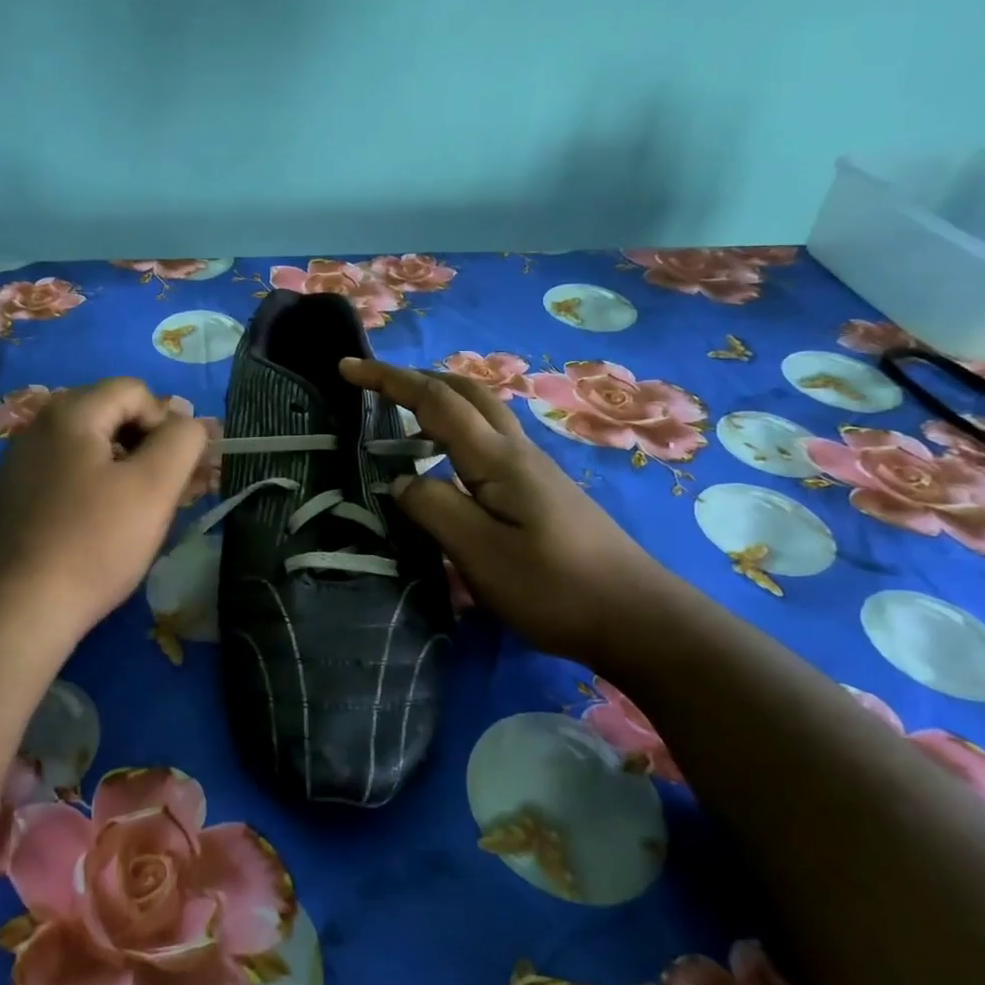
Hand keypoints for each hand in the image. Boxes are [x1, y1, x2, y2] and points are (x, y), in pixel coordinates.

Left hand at [0, 378, 208, 643]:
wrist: (20, 611)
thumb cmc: (95, 543)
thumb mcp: (155, 488)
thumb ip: (183, 441)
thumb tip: (188, 424)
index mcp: (69, 413)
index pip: (134, 391)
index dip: (166, 423)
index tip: (174, 471)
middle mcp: (35, 427)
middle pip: (108, 415)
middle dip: (143, 446)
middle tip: (161, 492)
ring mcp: (15, 464)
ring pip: (85, 448)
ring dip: (118, 469)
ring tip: (131, 514)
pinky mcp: (7, 499)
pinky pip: (60, 476)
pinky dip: (87, 489)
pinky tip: (92, 529)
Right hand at [340, 357, 669, 662]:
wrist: (637, 617)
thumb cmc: (554, 587)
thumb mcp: (480, 554)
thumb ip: (434, 509)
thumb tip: (401, 481)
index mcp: (497, 459)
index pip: (435, 402)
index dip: (389, 380)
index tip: (348, 367)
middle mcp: (517, 452)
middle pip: (466, 392)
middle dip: (417, 379)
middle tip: (376, 386)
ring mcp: (535, 470)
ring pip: (482, 413)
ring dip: (441, 401)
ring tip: (405, 419)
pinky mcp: (543, 491)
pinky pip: (491, 440)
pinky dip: (458, 430)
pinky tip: (449, 463)